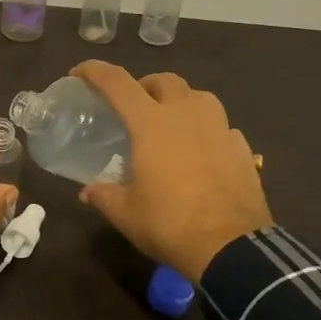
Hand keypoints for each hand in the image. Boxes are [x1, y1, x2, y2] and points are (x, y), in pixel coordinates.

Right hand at [70, 61, 272, 281]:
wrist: (231, 247)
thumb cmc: (169, 223)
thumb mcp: (126, 213)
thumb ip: (104, 195)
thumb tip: (88, 192)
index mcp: (151, 123)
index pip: (117, 83)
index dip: (95, 72)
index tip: (79, 73)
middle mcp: (186, 114)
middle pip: (164, 80)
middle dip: (144, 85)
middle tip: (133, 107)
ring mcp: (219, 128)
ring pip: (198, 96)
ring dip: (179, 101)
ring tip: (170, 124)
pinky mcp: (241, 147)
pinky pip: (220, 126)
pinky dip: (206, 130)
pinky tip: (201, 152)